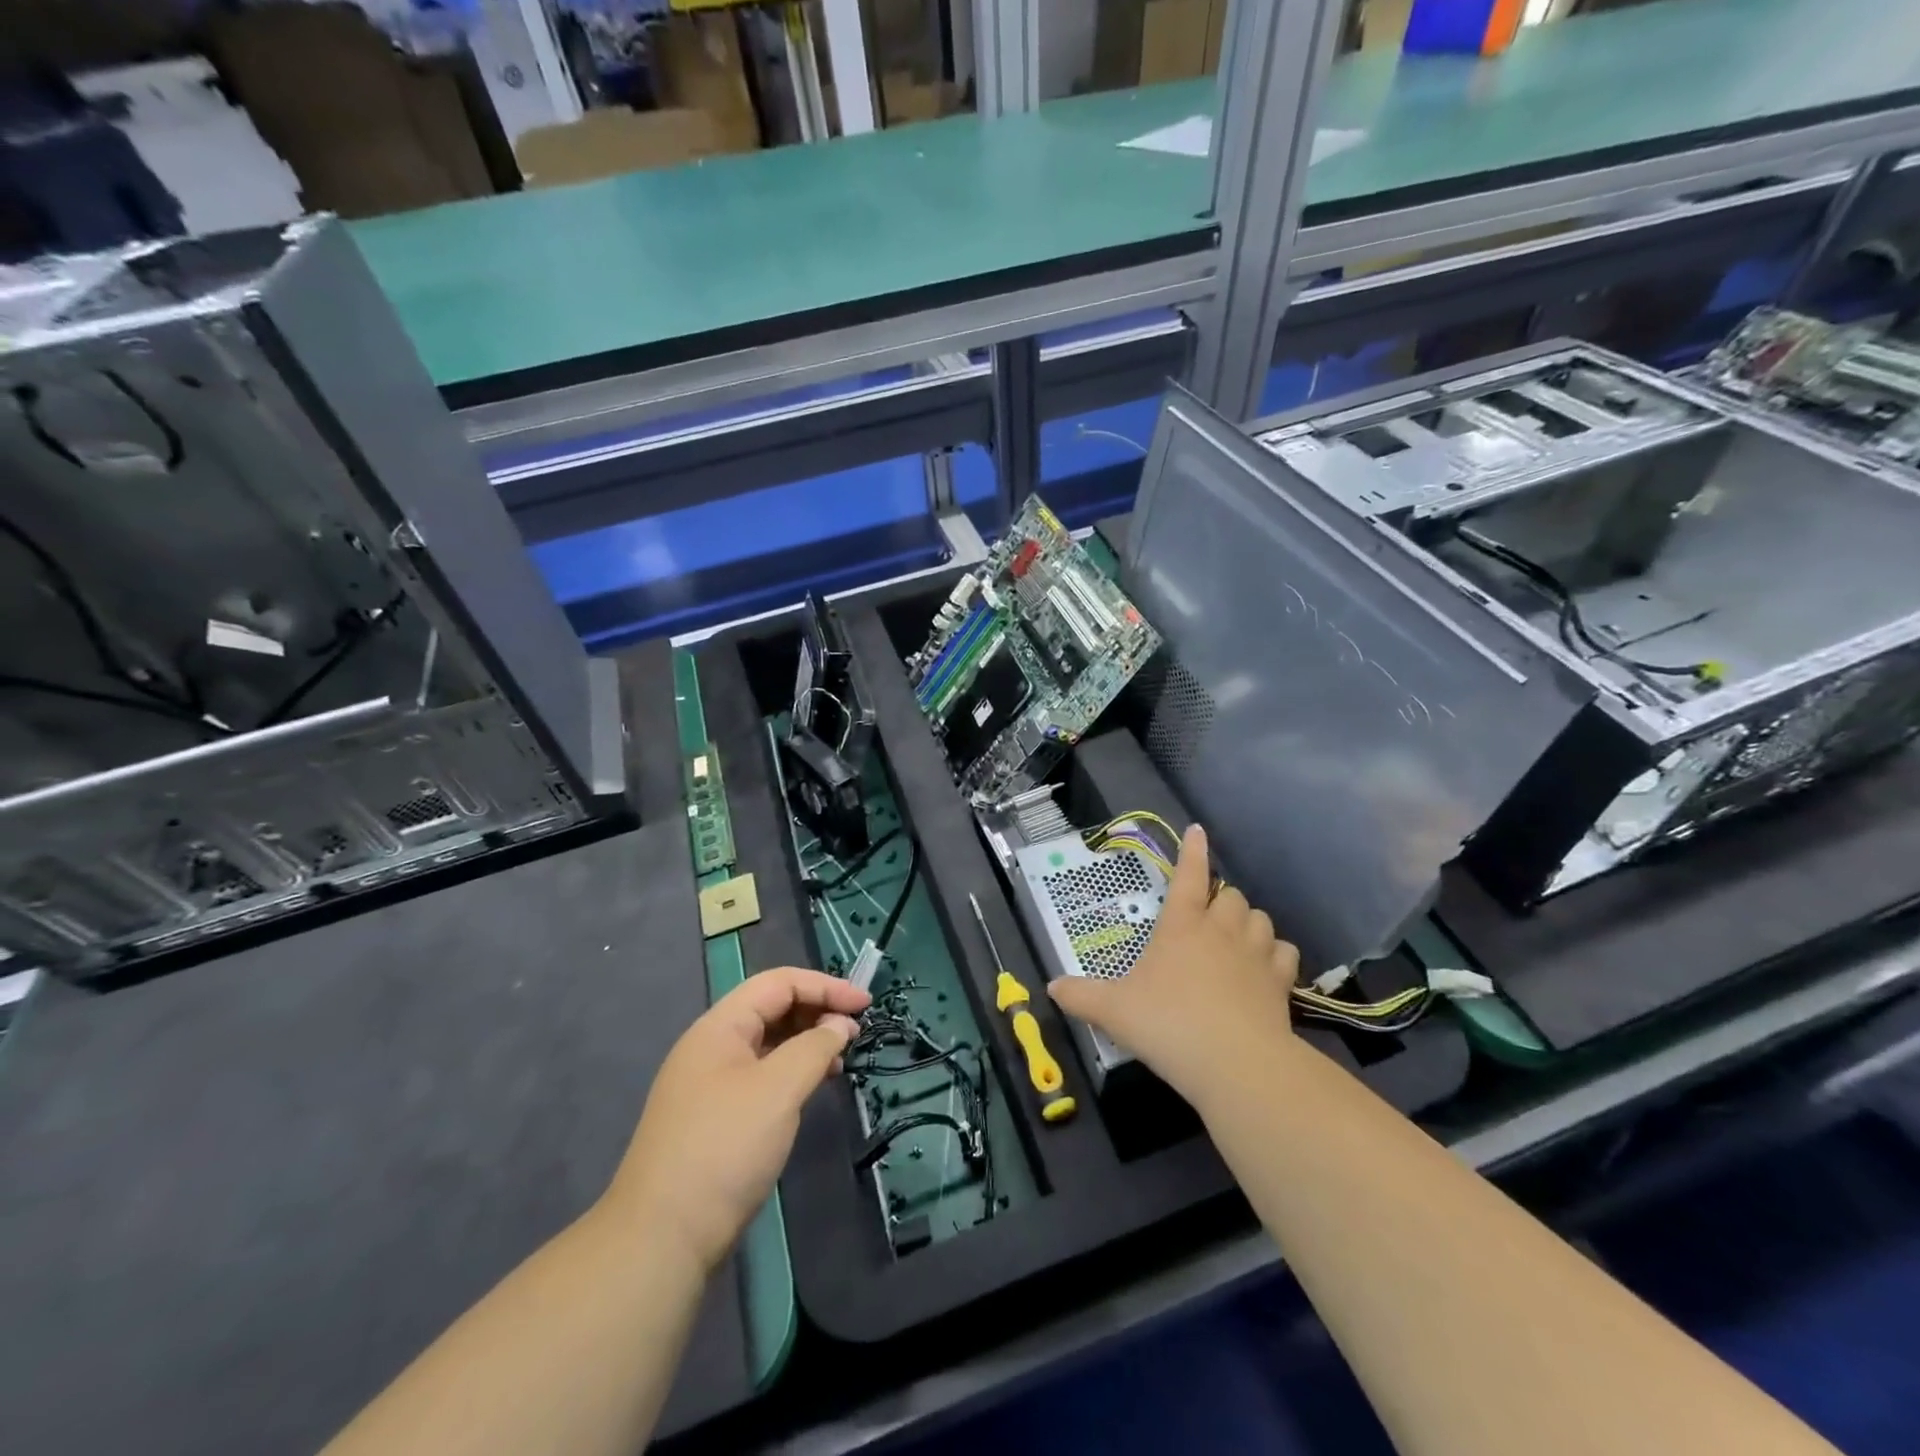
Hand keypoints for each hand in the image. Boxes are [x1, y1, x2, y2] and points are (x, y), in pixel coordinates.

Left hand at [604, 968, 869, 1272]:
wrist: (662, 1239)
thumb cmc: (725, 1148)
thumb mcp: (778, 1089)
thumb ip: (815, 1047)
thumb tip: (840, 1026)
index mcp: (719, 1027)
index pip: (778, 983)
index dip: (825, 986)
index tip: (865, 1004)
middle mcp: (712, 1046)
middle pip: (772, 1008)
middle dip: (817, 1011)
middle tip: (855, 1033)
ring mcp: (711, 1084)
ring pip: (768, 1044)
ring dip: (807, 1042)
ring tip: (840, 1061)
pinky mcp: (716, 1118)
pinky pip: (762, 1075)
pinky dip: (793, 1072)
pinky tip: (813, 1089)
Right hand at [1048, 825, 1297, 1105]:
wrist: (1236, 1064)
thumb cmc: (1168, 1025)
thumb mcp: (1114, 1011)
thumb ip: (1081, 996)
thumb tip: (1051, 987)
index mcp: (1181, 925)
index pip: (1188, 875)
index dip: (1191, 851)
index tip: (1197, 831)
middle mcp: (1220, 930)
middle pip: (1230, 895)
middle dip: (1219, 898)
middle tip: (1205, 916)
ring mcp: (1255, 954)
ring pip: (1259, 918)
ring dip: (1247, 922)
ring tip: (1235, 938)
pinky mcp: (1280, 982)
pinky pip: (1284, 953)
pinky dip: (1275, 954)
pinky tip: (1266, 967)